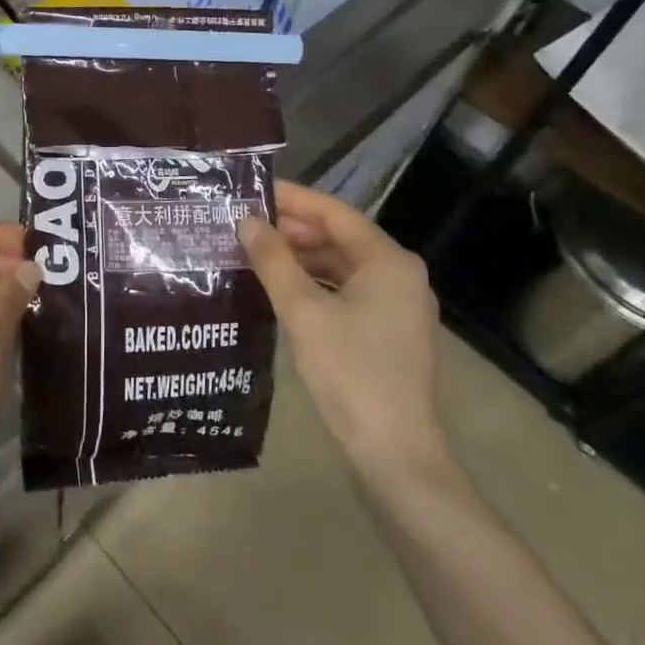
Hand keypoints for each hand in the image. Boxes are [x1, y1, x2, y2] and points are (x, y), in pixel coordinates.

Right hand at [238, 182, 448, 482]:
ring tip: (255, 252)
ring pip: (342, 265)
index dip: (291, 198)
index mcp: (388, 260)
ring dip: (301, 257)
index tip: (251, 191)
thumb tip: (245, 220)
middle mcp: (399, 274)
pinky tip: (281, 287)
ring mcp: (397, 304)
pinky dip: (314, 283)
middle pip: (340, 237)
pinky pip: (347, 290)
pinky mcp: (388, 331)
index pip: (334, 212)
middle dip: (292, 228)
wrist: (395, 453)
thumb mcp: (303, 311)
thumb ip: (273, 260)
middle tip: (245, 223)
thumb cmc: (351, 373)